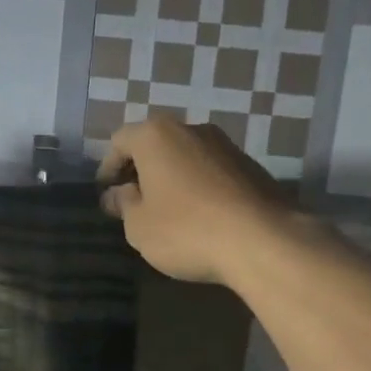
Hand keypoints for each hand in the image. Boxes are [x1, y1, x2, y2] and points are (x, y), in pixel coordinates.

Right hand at [98, 118, 291, 284]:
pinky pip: (211, 171)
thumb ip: (123, 205)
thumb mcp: (139, 226)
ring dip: (171, 177)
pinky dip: (198, 186)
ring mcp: (226, 145)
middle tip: (133, 202)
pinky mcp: (251, 166)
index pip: (119, 141)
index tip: (107, 194)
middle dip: (140, 170)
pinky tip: (200, 216)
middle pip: (155, 144)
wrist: (263, 241)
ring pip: (185, 156)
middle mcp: (191, 129)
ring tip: (167, 211)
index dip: (108, 168)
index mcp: (156, 136)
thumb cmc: (186, 230)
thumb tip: (117, 195)